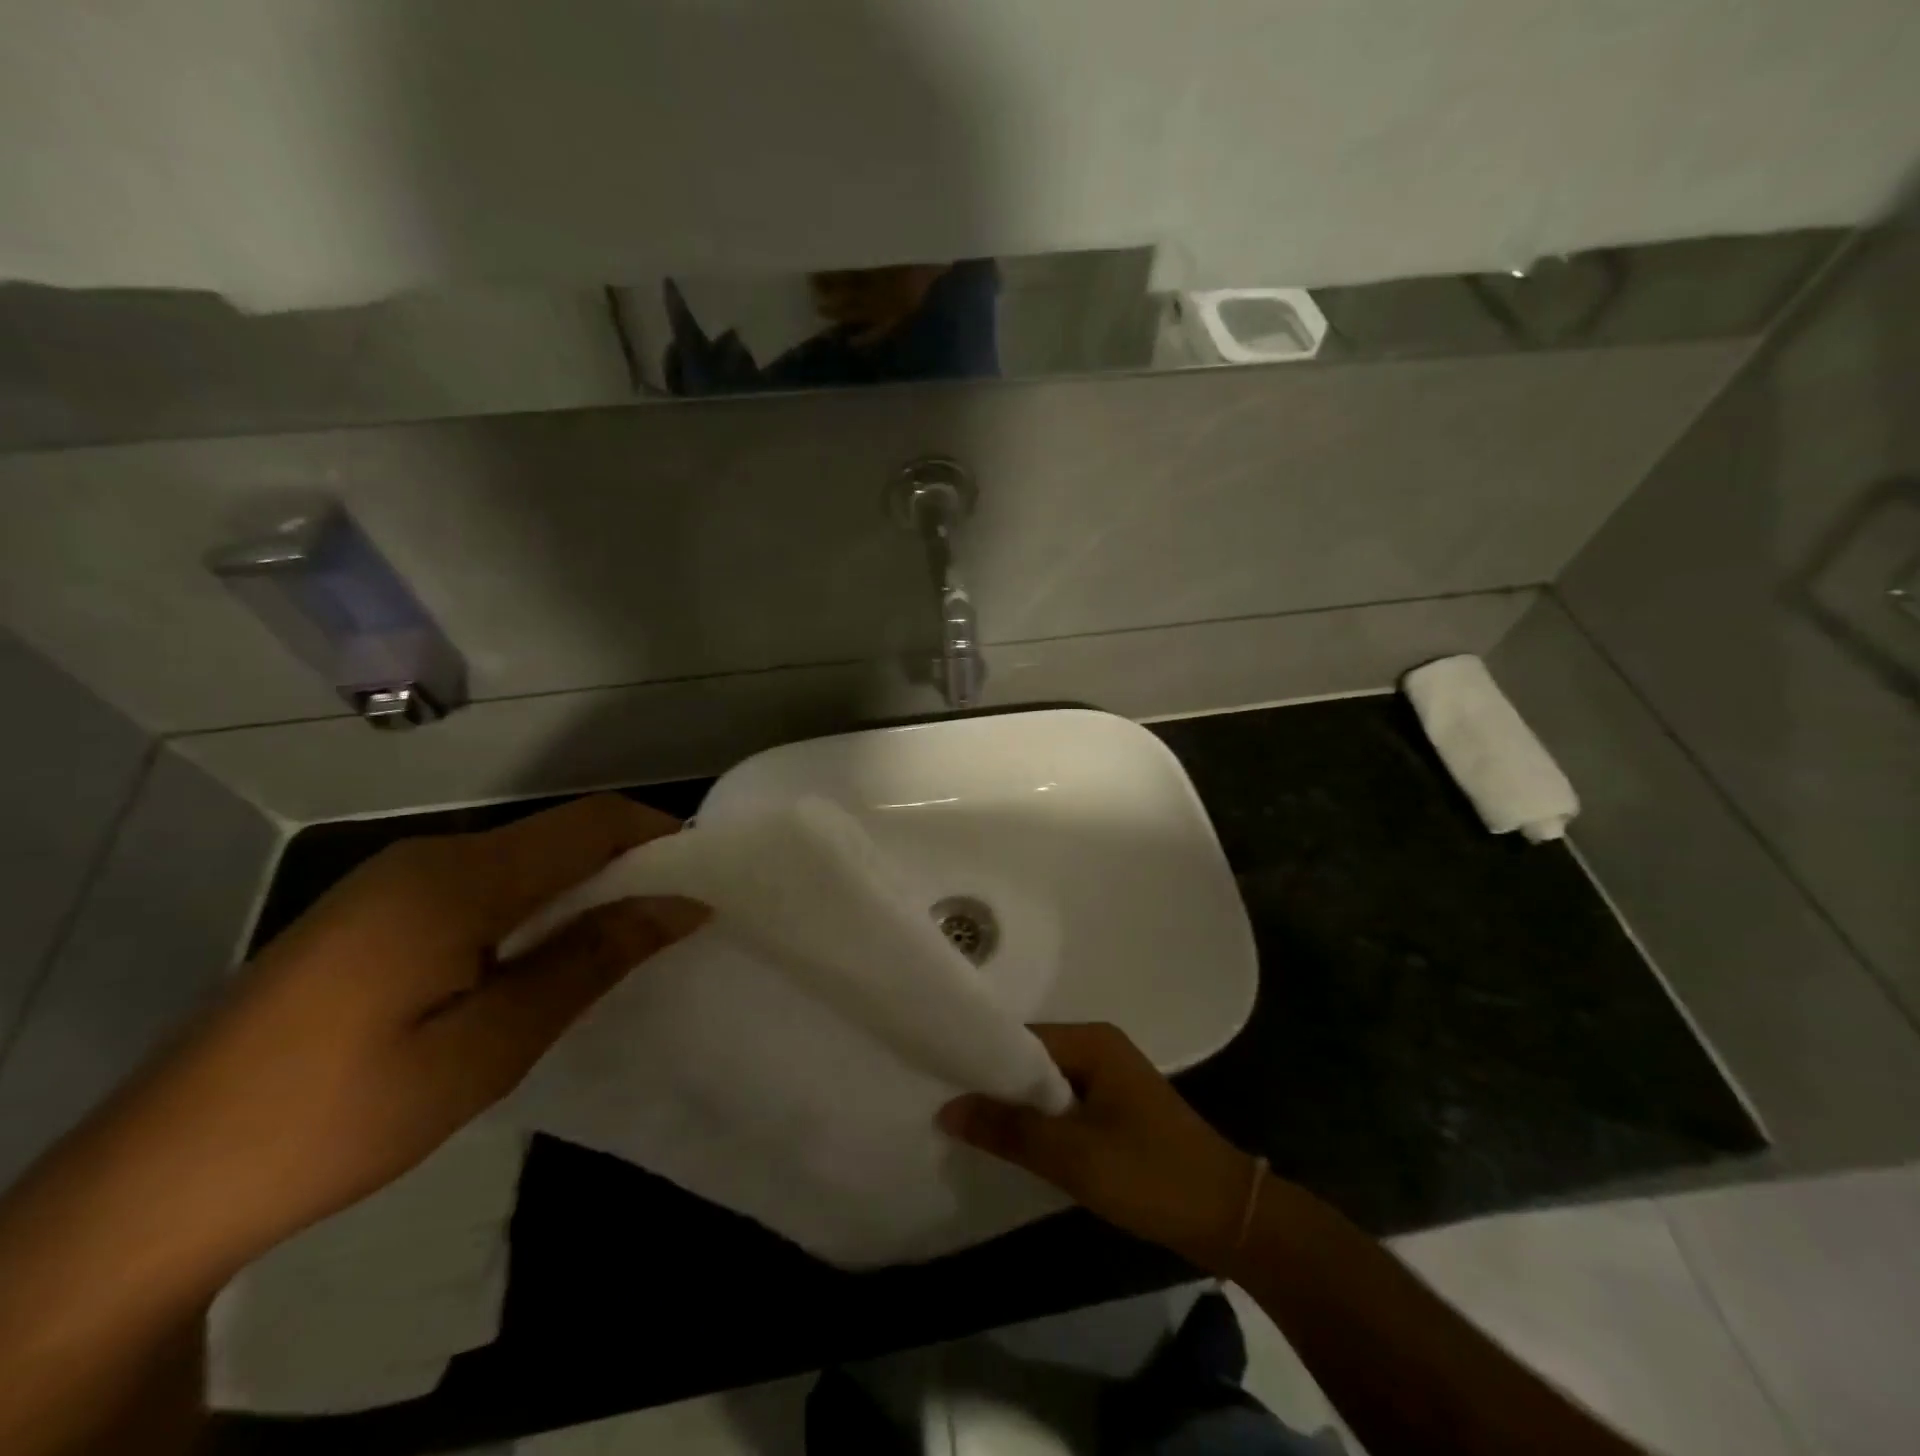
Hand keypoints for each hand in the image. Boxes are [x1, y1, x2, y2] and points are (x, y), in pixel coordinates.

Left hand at [73, 794, 706, 1277]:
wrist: (155, 1184)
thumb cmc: (342, 1113)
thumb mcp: (489, 1045)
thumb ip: (589, 960)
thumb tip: (681, 905)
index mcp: (458, 878)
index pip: (591, 822)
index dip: (660, 836)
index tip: (709, 880)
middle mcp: (428, 857)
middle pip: (559, 835)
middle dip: (628, 866)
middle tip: (675, 923)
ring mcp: (392, 883)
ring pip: (522, 861)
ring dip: (581, 890)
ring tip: (621, 945)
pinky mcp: (372, 914)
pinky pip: (482, 886)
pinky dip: (534, 907)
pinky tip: (540, 960)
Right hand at [938, 1023, 1257, 1270]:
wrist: (1228, 1217)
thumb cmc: (1150, 1174)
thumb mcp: (1073, 1155)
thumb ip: (1009, 1129)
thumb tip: (946, 1108)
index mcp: (1093, 1041)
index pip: (1021, 1038)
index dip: (981, 1059)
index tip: (939, 1079)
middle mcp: (1099, 1048)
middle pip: (1032, 1060)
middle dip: (996, 1086)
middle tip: (948, 1109)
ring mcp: (1110, 1080)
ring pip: (1047, 1086)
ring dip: (1017, 1109)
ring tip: (971, 1129)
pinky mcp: (1116, 1111)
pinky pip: (1065, 1106)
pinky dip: (1041, 1124)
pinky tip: (1016, 1146)